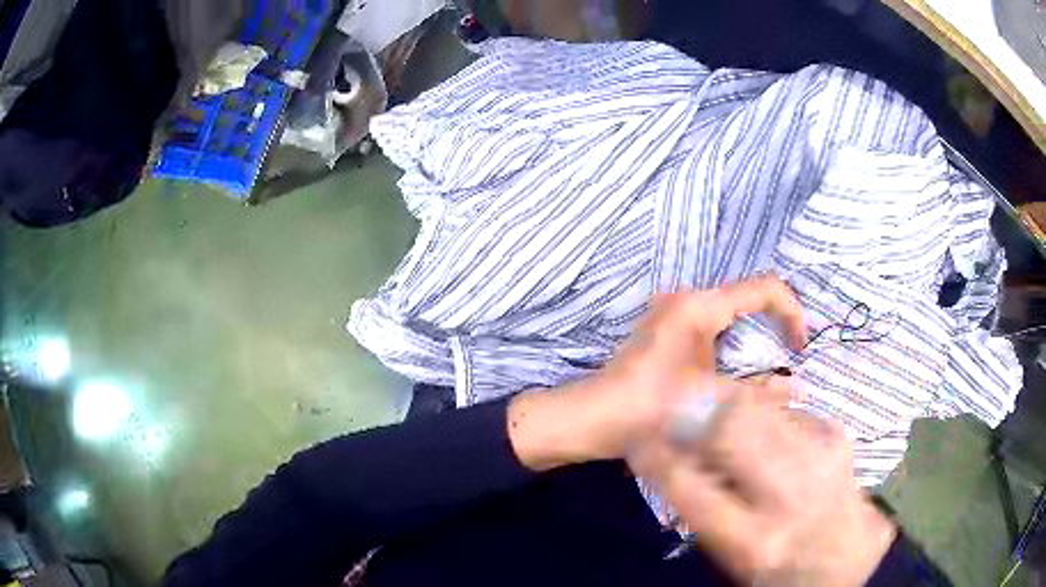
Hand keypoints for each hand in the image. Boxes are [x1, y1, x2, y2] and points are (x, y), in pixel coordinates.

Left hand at [507, 274, 805, 469]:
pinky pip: (712, 328)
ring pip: (730, 315)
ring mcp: (672, 312)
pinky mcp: (665, 330)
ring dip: (753, 338)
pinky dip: (733, 345)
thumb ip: (760, 394)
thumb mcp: (711, 404)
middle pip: (747, 299)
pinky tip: (738, 373)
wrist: (589, 419)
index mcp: (699, 307)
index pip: (764, 288)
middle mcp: (686, 299)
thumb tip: (797, 387)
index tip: (801, 345)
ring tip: (769, 370)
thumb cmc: (646, 410)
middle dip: (774, 326)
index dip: (792, 311)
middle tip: (790, 359)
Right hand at [630, 385, 897, 586]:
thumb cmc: (777, 565)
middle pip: (730, 428)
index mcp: (751, 538)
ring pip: (759, 407)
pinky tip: (764, 431)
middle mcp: (788, 496)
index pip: (687, 485)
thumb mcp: (732, 553)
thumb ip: (703, 506)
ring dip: (724, 404)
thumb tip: (672, 453)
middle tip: (674, 407)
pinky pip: (786, 409)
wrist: (845, 556)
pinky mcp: (837, 435)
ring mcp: (819, 458)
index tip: (640, 439)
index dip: (656, 455)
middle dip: (692, 410)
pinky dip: (765, 413)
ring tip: (712, 411)